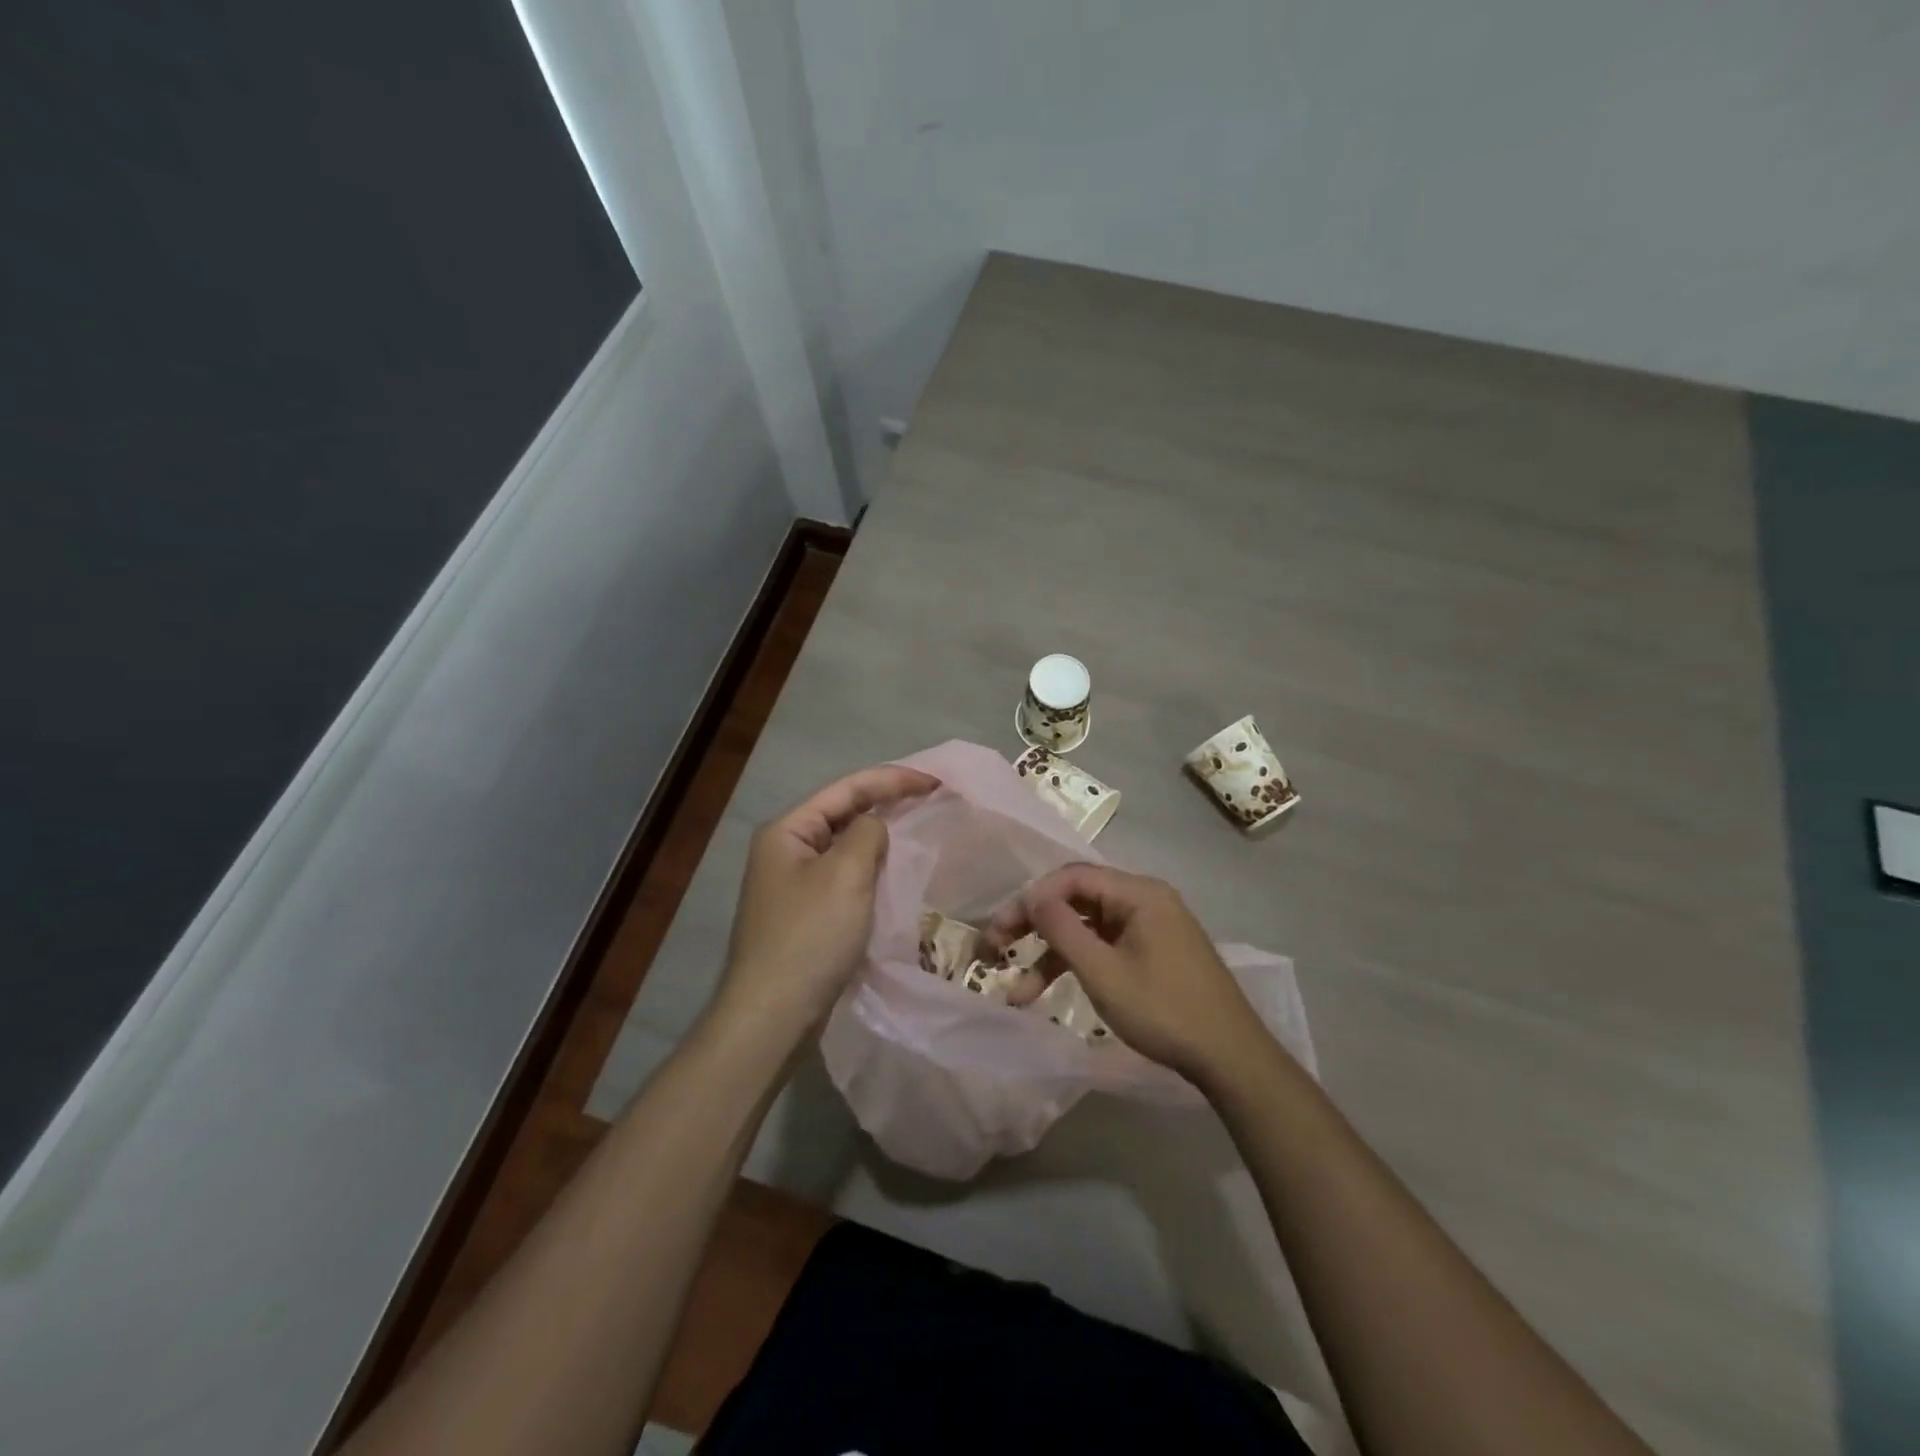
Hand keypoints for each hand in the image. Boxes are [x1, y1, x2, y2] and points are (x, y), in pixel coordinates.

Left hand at [717, 764, 939, 1038]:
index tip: (936, 782)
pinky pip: (844, 877)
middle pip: (843, 813)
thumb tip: (875, 827)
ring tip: (920, 828)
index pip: (846, 789)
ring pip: (845, 847)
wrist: (773, 1015)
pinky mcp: (805, 914)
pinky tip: (895, 872)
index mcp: (788, 830)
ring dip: (880, 836)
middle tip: (932, 799)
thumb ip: (868, 834)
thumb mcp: (846, 874)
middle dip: (887, 803)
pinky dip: (871, 869)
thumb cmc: (810, 936)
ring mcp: (793, 884)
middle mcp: (785, 850)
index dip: (892, 780)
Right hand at [985, 863, 1271, 1083]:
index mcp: (1138, 893)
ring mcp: (1150, 925)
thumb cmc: (1164, 1010)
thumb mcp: (1103, 972)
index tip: (1002, 930)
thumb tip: (1031, 896)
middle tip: (997, 949)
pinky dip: (1078, 963)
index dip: (1031, 899)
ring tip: (1018, 991)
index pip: (1072, 877)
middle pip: (1077, 898)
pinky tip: (1050, 991)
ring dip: (1052, 954)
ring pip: (1087, 926)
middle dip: (1035, 924)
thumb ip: (1062, 929)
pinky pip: (1105, 944)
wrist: (1230, 1058)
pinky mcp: (1153, 950)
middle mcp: (1144, 899)